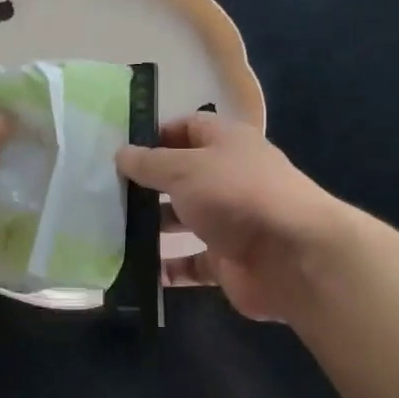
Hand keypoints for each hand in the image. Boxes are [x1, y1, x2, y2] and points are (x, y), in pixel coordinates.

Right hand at [117, 113, 349, 321]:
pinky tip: (139, 269)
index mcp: (227, 143)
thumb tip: (121, 153)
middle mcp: (229, 178)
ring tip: (112, 229)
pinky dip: (170, 267)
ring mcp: (231, 221)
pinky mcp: (230, 261)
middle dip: (148, 184)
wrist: (293, 255)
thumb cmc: (236, 195)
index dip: (156, 134)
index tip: (120, 149)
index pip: (188, 128)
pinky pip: (193, 263)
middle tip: (105, 192)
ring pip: (185, 219)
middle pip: (183, 175)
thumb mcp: (185, 169)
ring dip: (153, 225)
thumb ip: (150, 163)